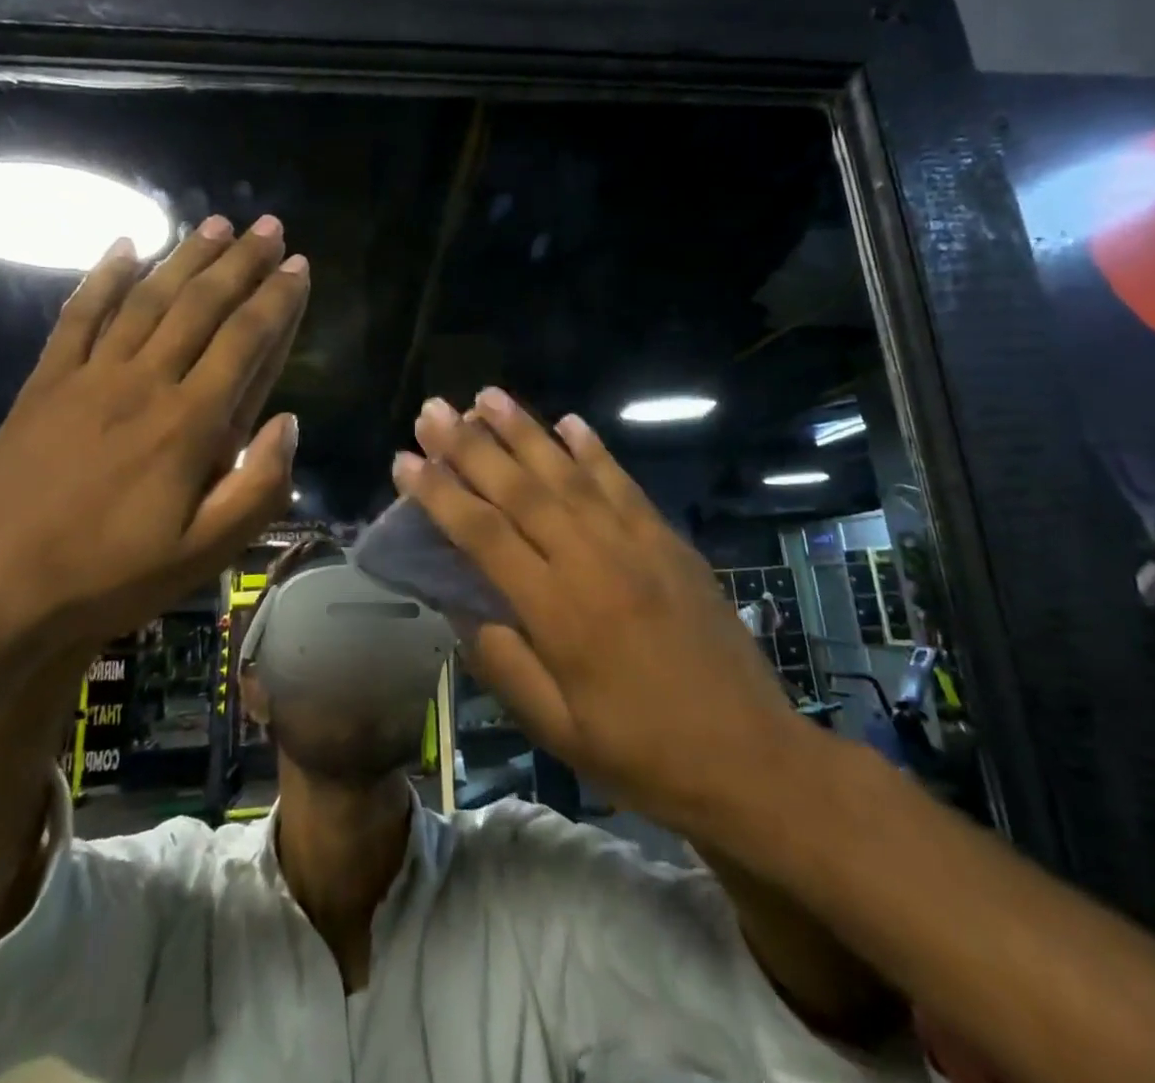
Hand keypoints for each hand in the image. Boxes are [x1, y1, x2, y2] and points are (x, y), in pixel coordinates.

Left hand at [0, 214, 308, 643]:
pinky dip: (101, 278)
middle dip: (241, 262)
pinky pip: (77, 316)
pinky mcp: (45, 383)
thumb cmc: (113, 576)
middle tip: (269, 227)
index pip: (245, 341)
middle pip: (201, 306)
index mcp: (190, 424)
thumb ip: (259, 487)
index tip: (299, 266)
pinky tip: (123, 246)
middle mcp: (145, 383)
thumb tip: (289, 421)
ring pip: (147, 299)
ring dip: (185, 257)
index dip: (277, 300)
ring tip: (215, 223)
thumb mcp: (206, 553)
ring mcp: (90, 377)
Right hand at [394, 389, 810, 831]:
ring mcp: (637, 544)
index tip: (405, 460)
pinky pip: (623, 484)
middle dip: (471, 446)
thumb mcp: (556, 728)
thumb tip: (457, 603)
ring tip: (488, 396)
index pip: (483, 535)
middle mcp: (593, 561)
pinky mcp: (669, 541)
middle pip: (521, 489)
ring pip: (569, 474)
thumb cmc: (641, 752)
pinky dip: (594, 449)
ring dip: (526, 431)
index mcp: (557, 611)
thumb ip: (501, 660)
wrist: (749, 758)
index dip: (439, 494)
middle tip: (434, 408)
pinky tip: (570, 421)